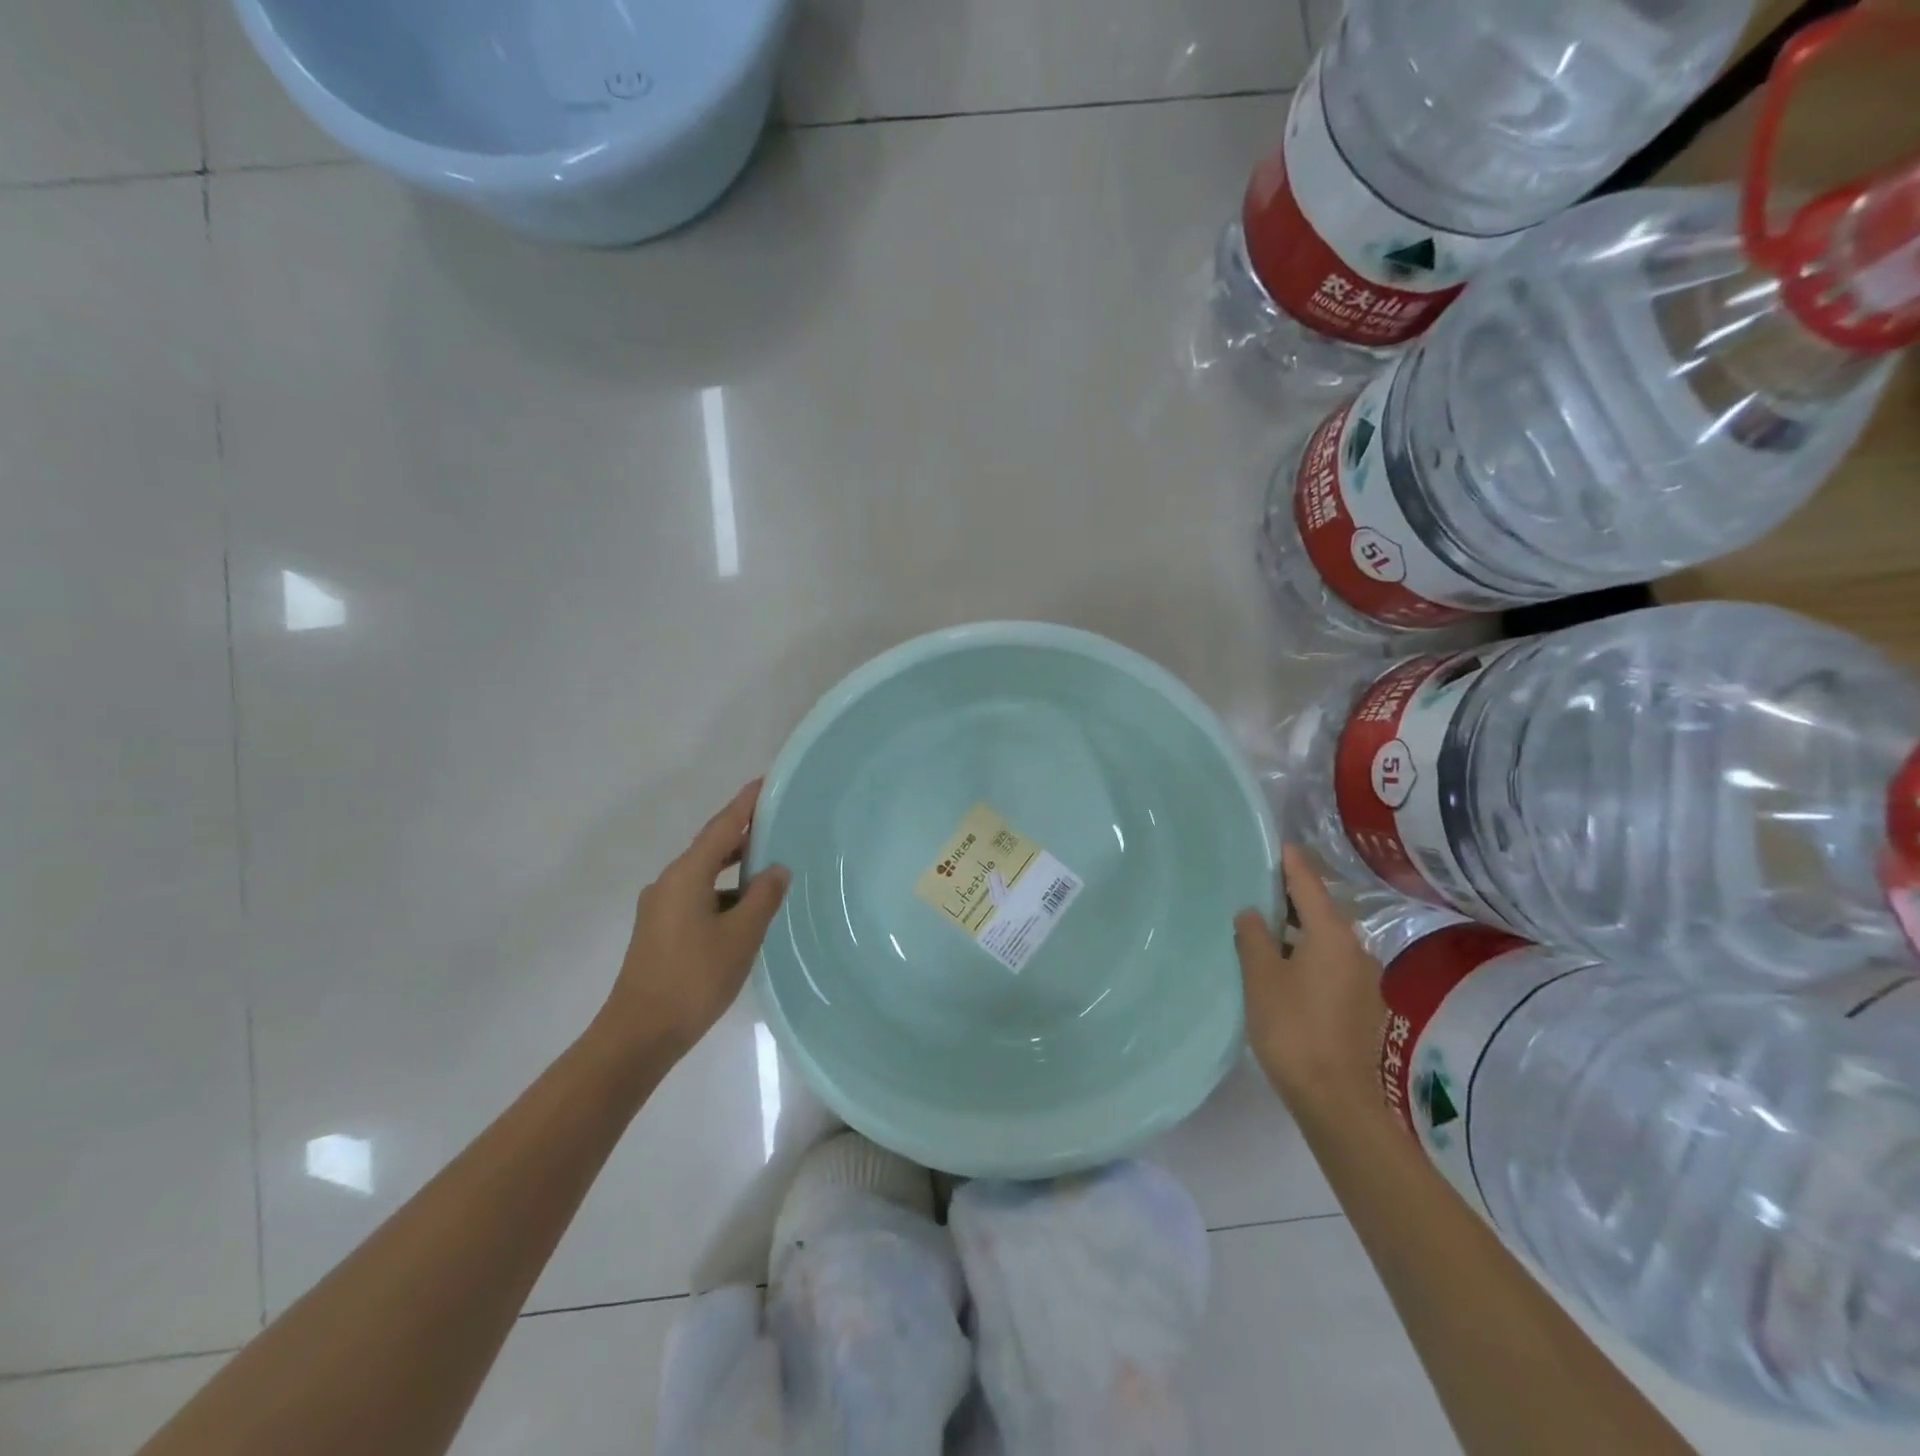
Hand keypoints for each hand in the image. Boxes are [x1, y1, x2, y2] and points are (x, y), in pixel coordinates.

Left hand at [594, 780, 790, 1060]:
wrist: (638, 1033)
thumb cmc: (694, 979)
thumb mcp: (741, 936)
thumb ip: (763, 897)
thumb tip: (776, 869)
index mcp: (686, 876)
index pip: (722, 827)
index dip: (745, 804)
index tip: (766, 783)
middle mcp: (669, 882)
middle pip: (710, 846)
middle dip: (741, 832)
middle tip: (776, 821)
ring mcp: (660, 907)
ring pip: (703, 873)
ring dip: (733, 865)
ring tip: (767, 863)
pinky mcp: (660, 929)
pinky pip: (697, 895)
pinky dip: (722, 891)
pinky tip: (744, 908)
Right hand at [1234, 845, 1387, 1119]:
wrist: (1336, 1099)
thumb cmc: (1293, 1028)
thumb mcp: (1261, 977)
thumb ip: (1253, 937)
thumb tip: (1252, 913)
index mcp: (1332, 935)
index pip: (1309, 884)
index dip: (1292, 862)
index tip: (1278, 843)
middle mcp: (1356, 949)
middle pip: (1322, 911)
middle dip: (1293, 897)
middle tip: (1259, 888)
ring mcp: (1365, 979)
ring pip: (1327, 940)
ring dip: (1300, 930)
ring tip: (1266, 929)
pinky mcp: (1363, 1005)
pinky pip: (1332, 964)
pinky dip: (1309, 955)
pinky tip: (1286, 968)